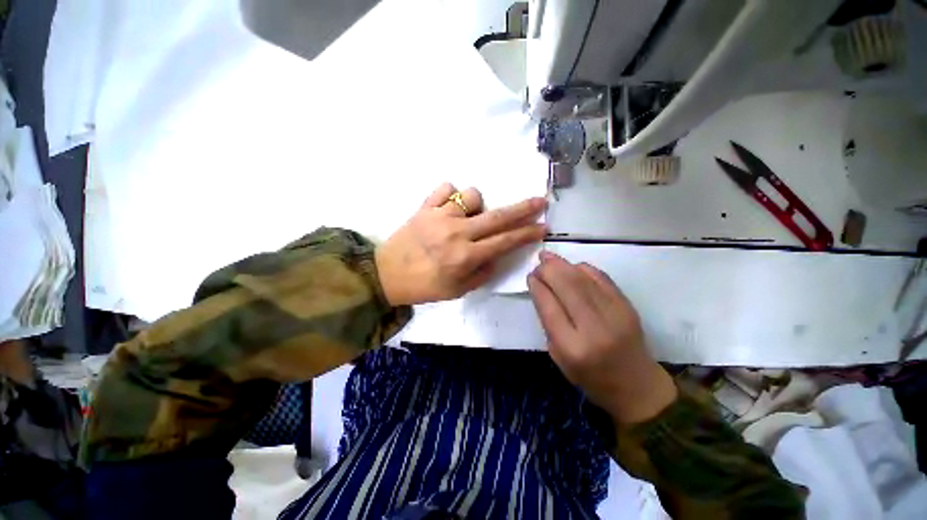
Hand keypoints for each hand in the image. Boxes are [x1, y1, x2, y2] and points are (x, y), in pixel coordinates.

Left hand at [375, 183, 545, 305]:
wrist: (386, 274)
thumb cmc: (425, 286)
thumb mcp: (458, 290)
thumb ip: (483, 272)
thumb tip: (497, 254)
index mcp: (465, 256)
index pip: (505, 241)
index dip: (527, 234)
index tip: (543, 227)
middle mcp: (457, 232)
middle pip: (497, 216)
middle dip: (523, 209)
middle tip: (540, 202)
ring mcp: (440, 216)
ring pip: (472, 195)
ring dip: (478, 206)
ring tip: (468, 218)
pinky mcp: (424, 207)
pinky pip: (446, 188)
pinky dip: (452, 195)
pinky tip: (448, 207)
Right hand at [528, 251, 676, 424]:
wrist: (637, 386)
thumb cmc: (591, 377)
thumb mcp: (559, 357)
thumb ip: (549, 323)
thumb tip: (541, 290)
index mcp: (573, 347)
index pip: (549, 306)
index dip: (537, 286)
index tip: (530, 277)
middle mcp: (595, 328)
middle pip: (567, 286)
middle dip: (549, 269)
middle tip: (538, 263)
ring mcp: (615, 314)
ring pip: (583, 278)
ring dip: (563, 264)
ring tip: (549, 257)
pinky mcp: (627, 306)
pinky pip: (601, 278)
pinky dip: (583, 268)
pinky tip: (572, 266)